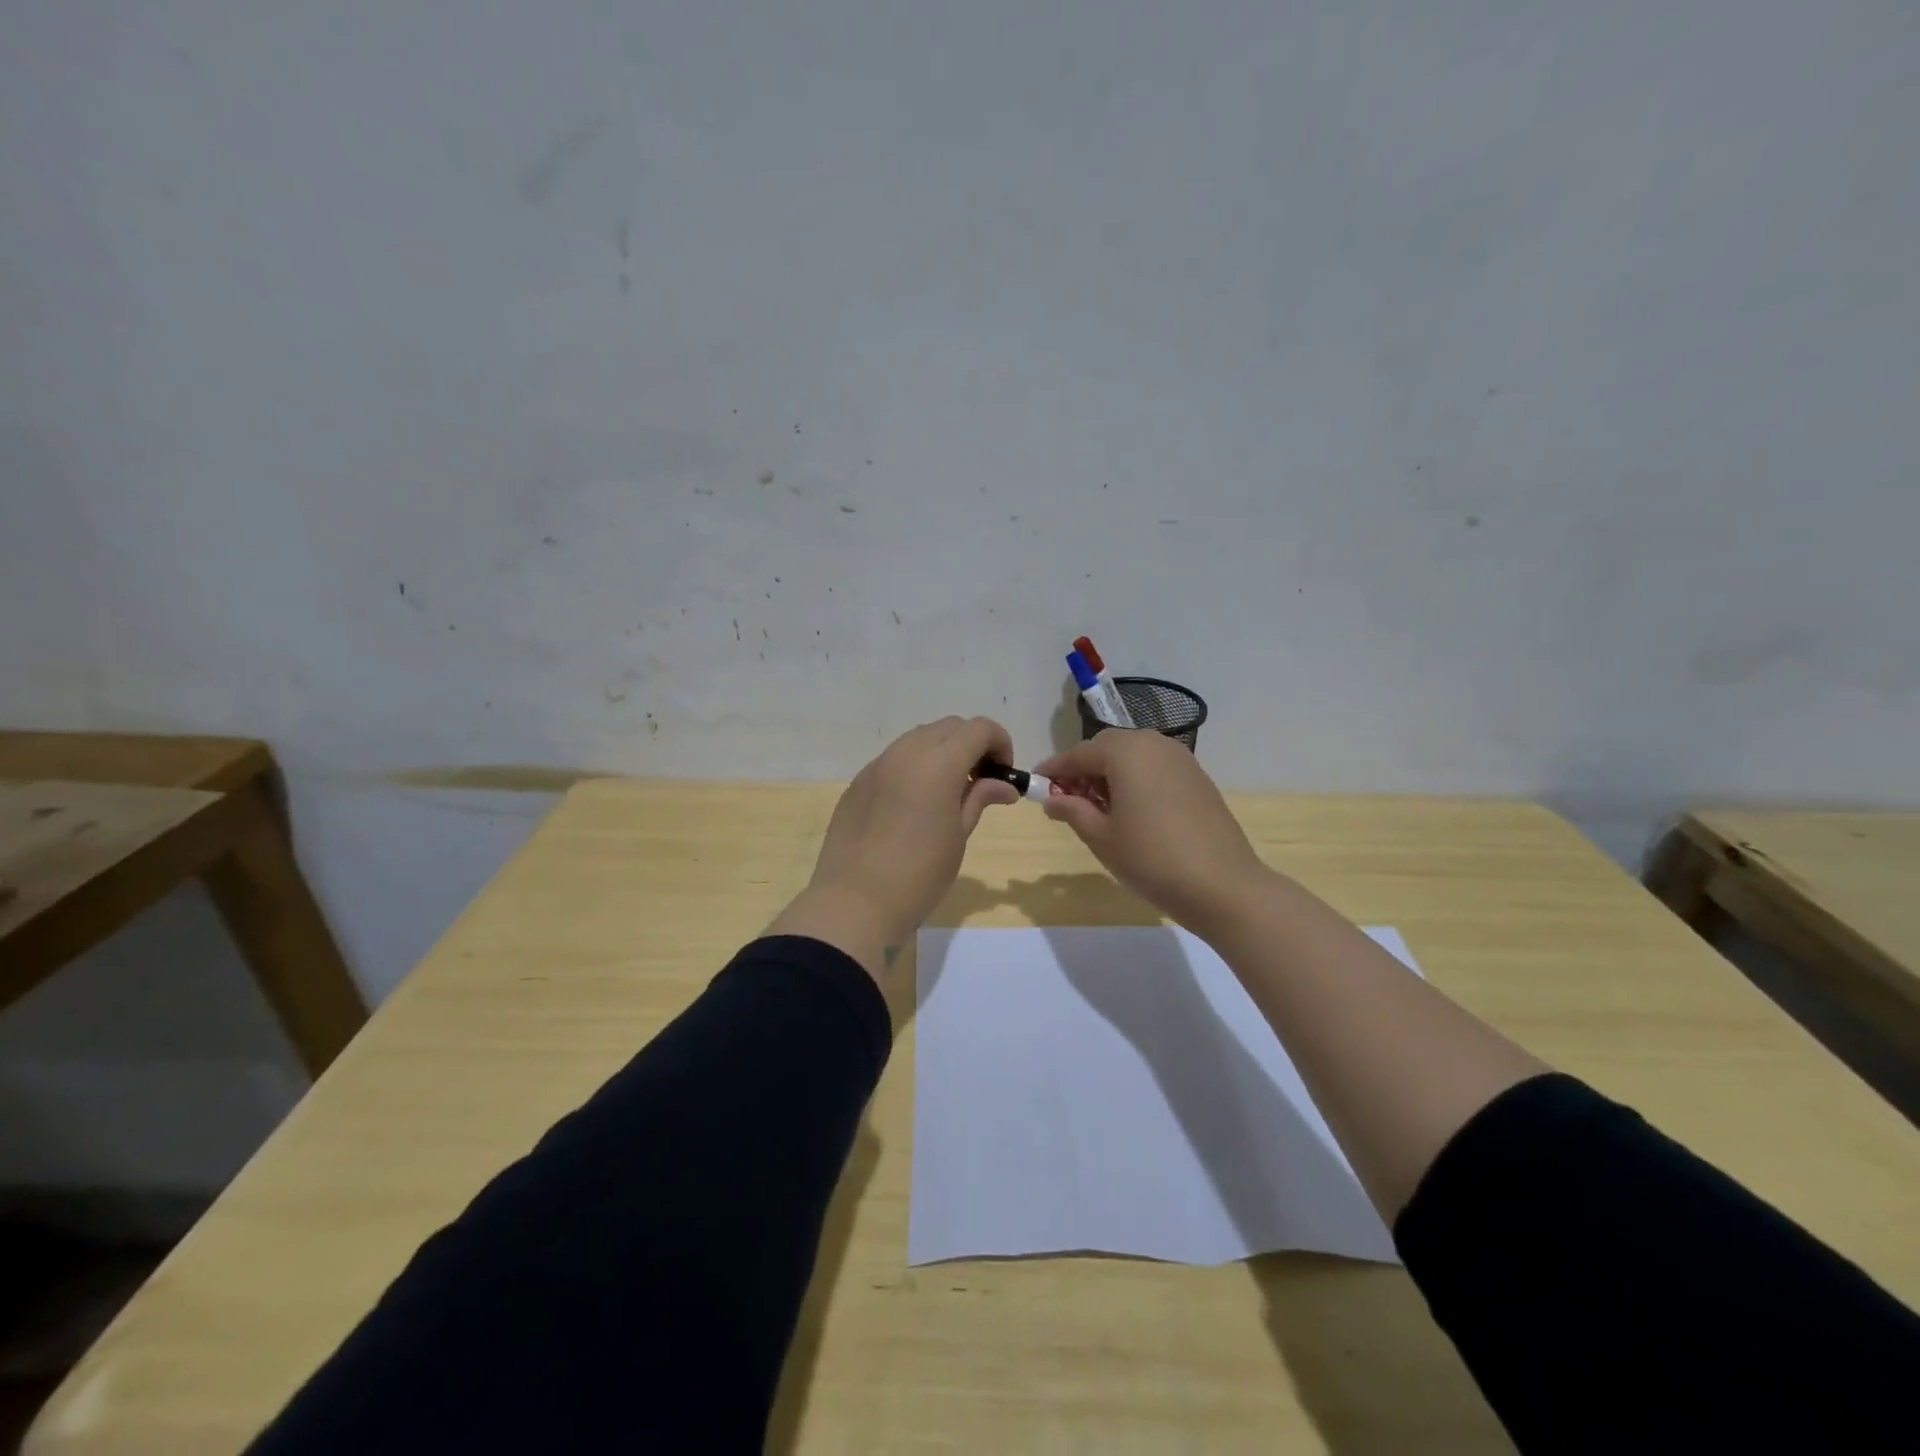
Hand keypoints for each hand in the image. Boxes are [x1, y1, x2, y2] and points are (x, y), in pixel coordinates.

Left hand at [770, 717, 1019, 977]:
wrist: (854, 902)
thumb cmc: (919, 874)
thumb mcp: (958, 836)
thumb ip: (979, 799)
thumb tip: (1004, 785)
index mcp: (938, 763)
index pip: (979, 729)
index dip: (1000, 743)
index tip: (1003, 774)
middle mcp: (906, 752)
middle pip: (949, 727)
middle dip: (972, 744)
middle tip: (980, 781)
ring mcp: (877, 765)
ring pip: (919, 738)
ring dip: (942, 752)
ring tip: (948, 792)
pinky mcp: (858, 782)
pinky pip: (894, 759)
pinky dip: (914, 766)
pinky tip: (914, 804)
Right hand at [1035, 731, 1269, 935]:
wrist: (1223, 885)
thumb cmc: (1152, 859)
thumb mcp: (1101, 837)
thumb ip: (1072, 810)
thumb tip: (1052, 798)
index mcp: (1126, 752)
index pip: (1078, 754)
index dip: (1054, 770)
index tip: (1035, 785)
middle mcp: (1153, 744)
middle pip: (1107, 747)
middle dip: (1083, 768)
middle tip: (1067, 800)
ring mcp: (1181, 759)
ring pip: (1133, 755)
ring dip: (1110, 773)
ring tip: (1099, 808)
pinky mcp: (1198, 777)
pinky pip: (1155, 767)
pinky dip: (1136, 779)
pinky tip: (1131, 810)